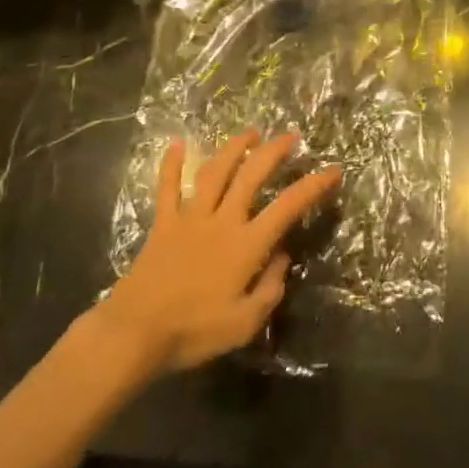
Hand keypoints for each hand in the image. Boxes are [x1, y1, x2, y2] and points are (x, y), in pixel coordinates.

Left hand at [100, 130, 341, 375]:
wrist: (135, 334)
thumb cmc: (193, 332)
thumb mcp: (244, 324)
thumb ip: (270, 288)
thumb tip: (282, 257)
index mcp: (246, 245)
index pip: (287, 206)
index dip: (313, 186)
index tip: (333, 170)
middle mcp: (222, 221)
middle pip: (251, 175)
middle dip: (273, 152)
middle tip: (290, 137)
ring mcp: (190, 218)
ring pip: (214, 172)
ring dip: (234, 148)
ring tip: (250, 133)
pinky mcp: (163, 224)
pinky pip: (167, 188)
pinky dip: (170, 165)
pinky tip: (175, 144)